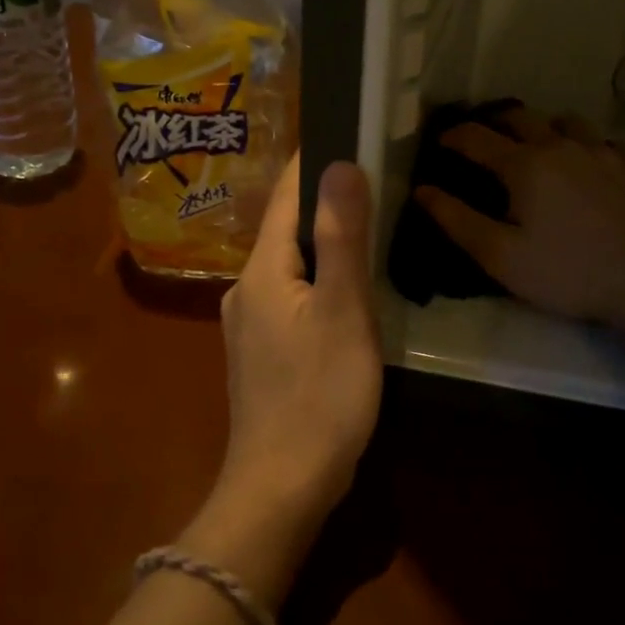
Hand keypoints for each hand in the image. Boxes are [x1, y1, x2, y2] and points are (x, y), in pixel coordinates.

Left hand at [214, 155, 383, 533]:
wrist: (280, 492)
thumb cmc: (319, 397)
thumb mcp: (343, 311)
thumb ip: (341, 237)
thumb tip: (340, 163)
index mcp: (263, 270)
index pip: (287, 195)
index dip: (317, 162)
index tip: (353, 132)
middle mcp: (247, 288)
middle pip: (287, 228)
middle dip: (325, 201)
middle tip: (377, 179)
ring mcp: (249, 324)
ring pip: (290, 264)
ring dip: (323, 243)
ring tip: (368, 228)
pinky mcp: (261, 354)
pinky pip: (292, 296)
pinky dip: (319, 280)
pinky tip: (346, 291)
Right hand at [415, 107, 624, 327]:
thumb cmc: (566, 271)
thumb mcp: (501, 256)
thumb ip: (457, 220)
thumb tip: (422, 190)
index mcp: (524, 165)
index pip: (477, 138)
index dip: (453, 137)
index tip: (440, 142)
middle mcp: (560, 145)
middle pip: (520, 117)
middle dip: (494, 122)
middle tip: (483, 139)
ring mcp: (601, 151)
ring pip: (565, 121)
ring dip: (543, 127)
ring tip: (537, 146)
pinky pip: (601, 141)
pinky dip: (584, 145)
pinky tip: (587, 164)